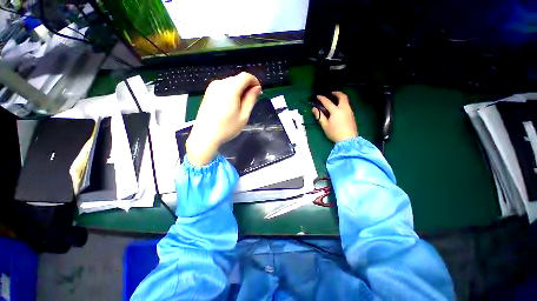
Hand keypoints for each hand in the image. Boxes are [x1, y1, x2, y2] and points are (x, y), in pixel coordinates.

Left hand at [186, 72, 261, 165]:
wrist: (205, 136)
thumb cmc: (227, 127)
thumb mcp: (244, 115)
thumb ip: (251, 99)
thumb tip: (257, 88)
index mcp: (230, 88)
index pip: (245, 76)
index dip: (254, 81)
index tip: (258, 92)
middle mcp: (220, 83)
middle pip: (237, 79)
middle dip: (247, 86)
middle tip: (251, 101)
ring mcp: (212, 88)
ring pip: (230, 83)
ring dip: (239, 90)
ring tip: (241, 105)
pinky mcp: (208, 93)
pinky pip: (223, 88)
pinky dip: (230, 92)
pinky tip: (231, 105)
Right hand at [312, 91, 357, 141]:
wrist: (348, 140)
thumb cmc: (335, 133)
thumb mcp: (325, 125)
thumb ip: (319, 116)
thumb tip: (314, 109)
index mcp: (336, 111)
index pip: (327, 102)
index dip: (322, 98)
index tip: (317, 96)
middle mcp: (344, 108)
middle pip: (342, 97)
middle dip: (336, 93)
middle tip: (331, 93)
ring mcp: (349, 111)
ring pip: (346, 100)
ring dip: (340, 97)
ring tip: (335, 99)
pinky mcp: (352, 115)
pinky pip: (347, 105)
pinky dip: (343, 102)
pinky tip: (339, 107)